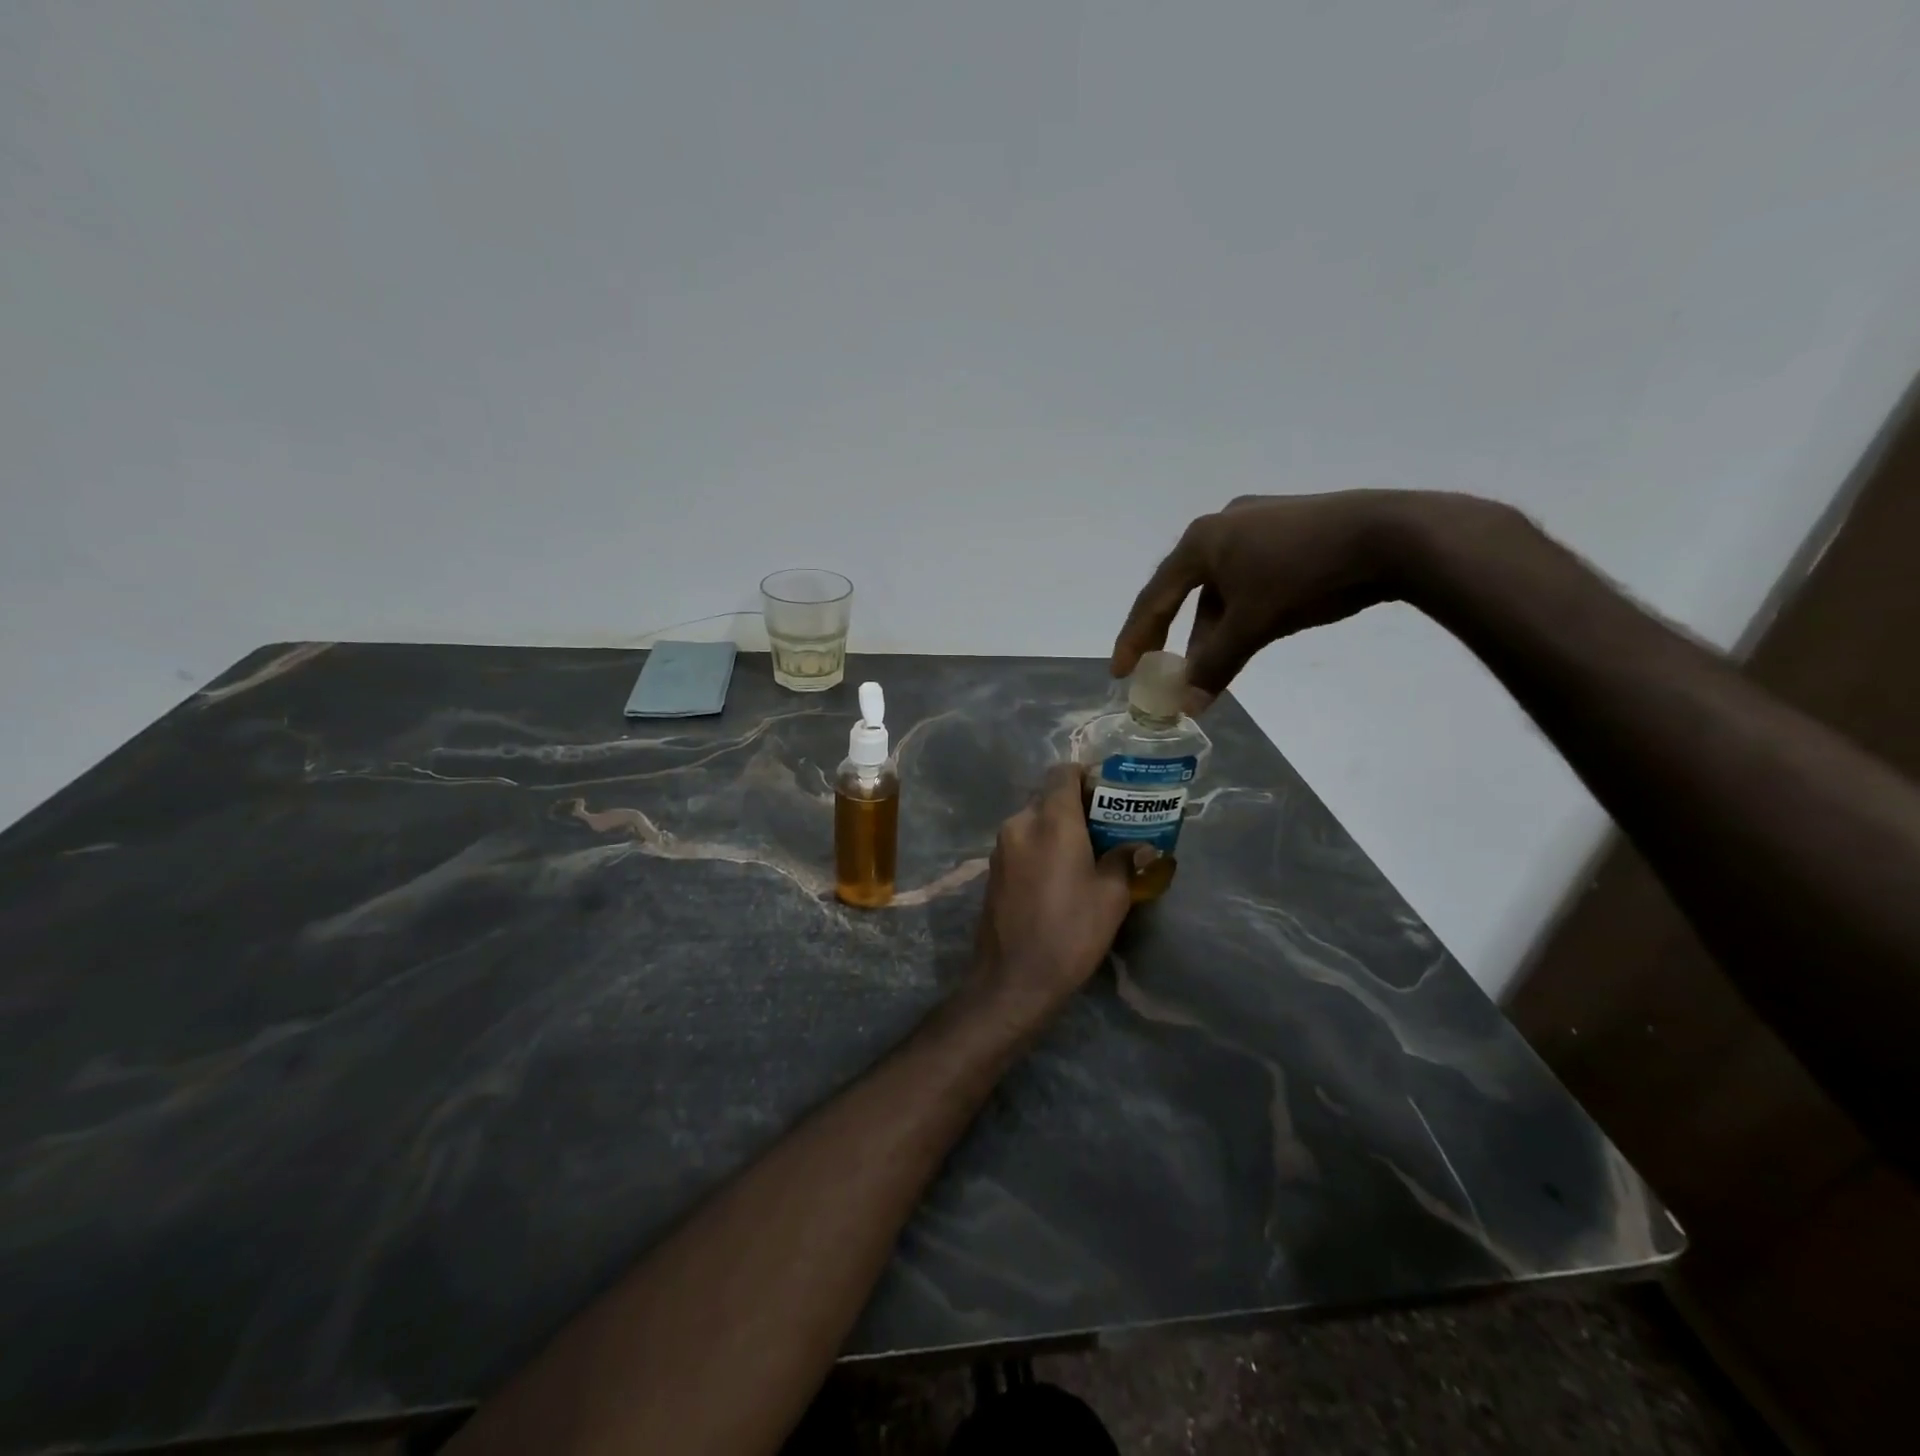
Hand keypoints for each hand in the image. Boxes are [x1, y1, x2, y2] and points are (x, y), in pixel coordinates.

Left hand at [970, 765, 1138, 1018]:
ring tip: (1086, 852)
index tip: (1109, 793)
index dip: (1086, 775)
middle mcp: (1020, 823)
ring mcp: (1001, 847)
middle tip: (1105, 826)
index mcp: (1051, 820)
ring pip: (1033, 820)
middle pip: (1048, 796)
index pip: (1063, 773)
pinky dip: (1041, 845)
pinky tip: (1059, 873)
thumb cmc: (1070, 933)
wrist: (1013, 980)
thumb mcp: (1111, 897)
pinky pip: (1022, 842)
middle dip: (1076, 804)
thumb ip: (1124, 860)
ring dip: (1058, 826)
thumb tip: (1138, 846)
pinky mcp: (992, 869)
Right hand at [1111, 490, 1500, 704]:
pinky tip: (1252, 630)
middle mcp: (1223, 524)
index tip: (1121, 672)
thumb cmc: (1305, 575)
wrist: (1393, 534)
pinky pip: (1250, 575)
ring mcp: (1260, 522)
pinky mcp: (1293, 529)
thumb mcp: (1253, 624)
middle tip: (1163, 668)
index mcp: (1201, 540)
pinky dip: (1242, 608)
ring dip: (1213, 626)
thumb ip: (1215, 665)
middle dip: (1175, 635)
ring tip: (1213, 662)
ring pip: (1222, 585)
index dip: (1135, 637)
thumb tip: (1187, 708)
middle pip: (1186, 590)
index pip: (1155, 597)